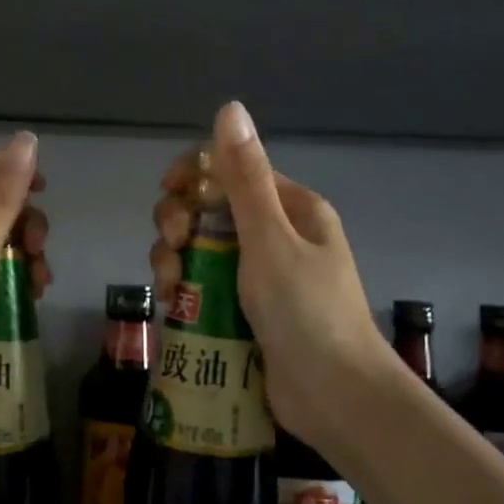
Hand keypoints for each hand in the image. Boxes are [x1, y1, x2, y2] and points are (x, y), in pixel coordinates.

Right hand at [150, 103, 390, 459]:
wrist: (334, 396)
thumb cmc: (306, 312)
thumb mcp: (270, 240)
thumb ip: (244, 178)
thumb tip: (231, 108)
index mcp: (291, 209)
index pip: (232, 170)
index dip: (193, 176)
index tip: (169, 196)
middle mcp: (275, 236)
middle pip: (209, 210)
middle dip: (179, 224)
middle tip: (173, 249)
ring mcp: (259, 277)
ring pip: (200, 251)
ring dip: (175, 261)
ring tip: (172, 289)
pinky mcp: (244, 312)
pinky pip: (204, 287)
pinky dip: (184, 291)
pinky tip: (173, 307)